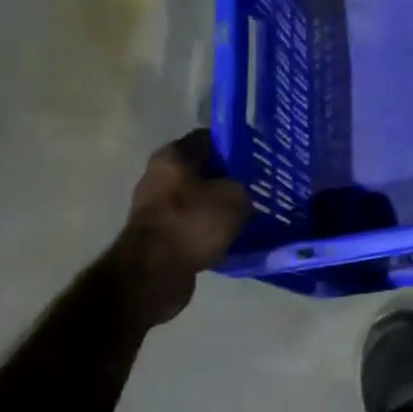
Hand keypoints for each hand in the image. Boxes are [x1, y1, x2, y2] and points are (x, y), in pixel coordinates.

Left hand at [110, 130, 251, 326]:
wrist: (154, 273)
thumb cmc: (193, 223)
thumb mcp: (236, 196)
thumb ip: (244, 184)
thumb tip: (244, 189)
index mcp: (173, 156)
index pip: (210, 138)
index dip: (237, 144)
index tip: (259, 155)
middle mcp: (159, 175)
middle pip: (203, 168)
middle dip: (230, 176)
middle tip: (258, 184)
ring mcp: (156, 205)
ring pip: (200, 196)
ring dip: (221, 203)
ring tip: (250, 211)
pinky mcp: (159, 232)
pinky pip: (193, 221)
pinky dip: (211, 226)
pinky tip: (233, 232)